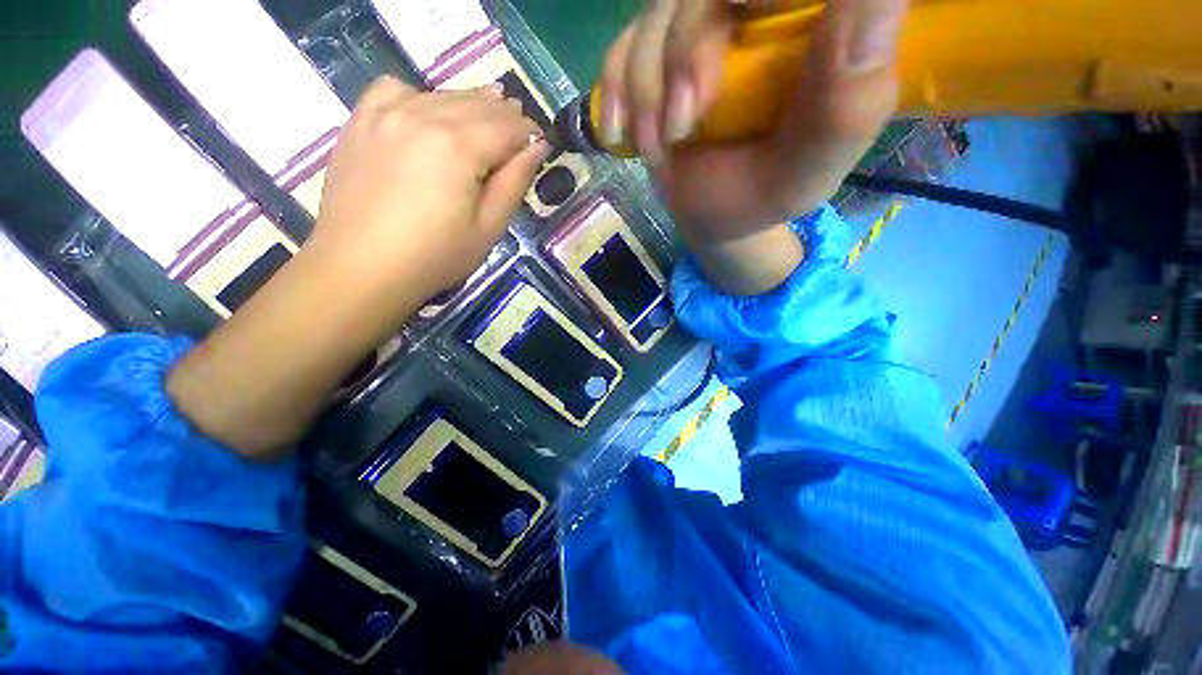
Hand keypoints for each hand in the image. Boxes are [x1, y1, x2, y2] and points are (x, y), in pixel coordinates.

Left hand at [310, 76, 548, 311]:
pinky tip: (428, 114)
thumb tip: (537, 147)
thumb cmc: (435, 256)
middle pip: (477, 104)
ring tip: (486, 120)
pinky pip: (396, 89)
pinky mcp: (361, 122)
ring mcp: (386, 113)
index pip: (507, 126)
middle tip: (520, 130)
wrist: (361, 267)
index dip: (528, 133)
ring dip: (471, 105)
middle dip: (505, 115)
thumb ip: (514, 182)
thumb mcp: (489, 228)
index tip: (539, 143)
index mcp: (458, 147)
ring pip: (442, 94)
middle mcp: (423, 116)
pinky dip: (421, 96)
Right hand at [601, 0, 905, 239]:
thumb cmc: (762, 195)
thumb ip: (846, 104)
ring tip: (659, 147)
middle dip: (686, 50)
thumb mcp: (808, 171)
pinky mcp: (658, 55)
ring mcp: (702, 28)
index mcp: (815, 26)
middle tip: (684, 123)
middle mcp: (758, 12)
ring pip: (660, 11)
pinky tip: (622, 134)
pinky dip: (614, 89)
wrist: (711, 214)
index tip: (728, 54)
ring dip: (646, 88)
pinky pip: (623, 46)